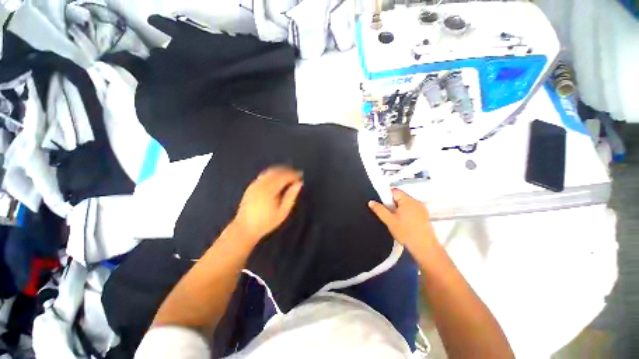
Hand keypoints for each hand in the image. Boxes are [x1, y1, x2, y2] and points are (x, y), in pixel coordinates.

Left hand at [232, 166, 302, 243]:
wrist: (245, 228)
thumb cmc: (266, 222)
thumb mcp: (283, 212)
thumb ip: (291, 196)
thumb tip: (299, 184)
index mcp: (269, 190)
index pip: (284, 176)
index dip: (293, 175)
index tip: (301, 177)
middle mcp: (261, 184)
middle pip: (277, 171)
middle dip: (288, 171)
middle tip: (297, 175)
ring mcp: (255, 184)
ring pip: (270, 171)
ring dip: (281, 171)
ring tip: (289, 176)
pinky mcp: (251, 186)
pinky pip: (264, 175)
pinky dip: (273, 174)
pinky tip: (278, 179)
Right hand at [368, 188, 436, 253]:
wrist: (425, 249)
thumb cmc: (406, 233)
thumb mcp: (390, 221)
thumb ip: (379, 210)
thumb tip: (371, 202)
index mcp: (408, 200)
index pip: (394, 191)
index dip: (386, 196)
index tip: (382, 205)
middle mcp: (416, 201)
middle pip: (400, 197)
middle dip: (392, 204)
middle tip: (388, 215)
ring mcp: (422, 208)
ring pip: (405, 204)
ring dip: (398, 209)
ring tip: (395, 220)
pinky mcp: (424, 216)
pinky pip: (412, 209)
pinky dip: (406, 213)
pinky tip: (404, 223)